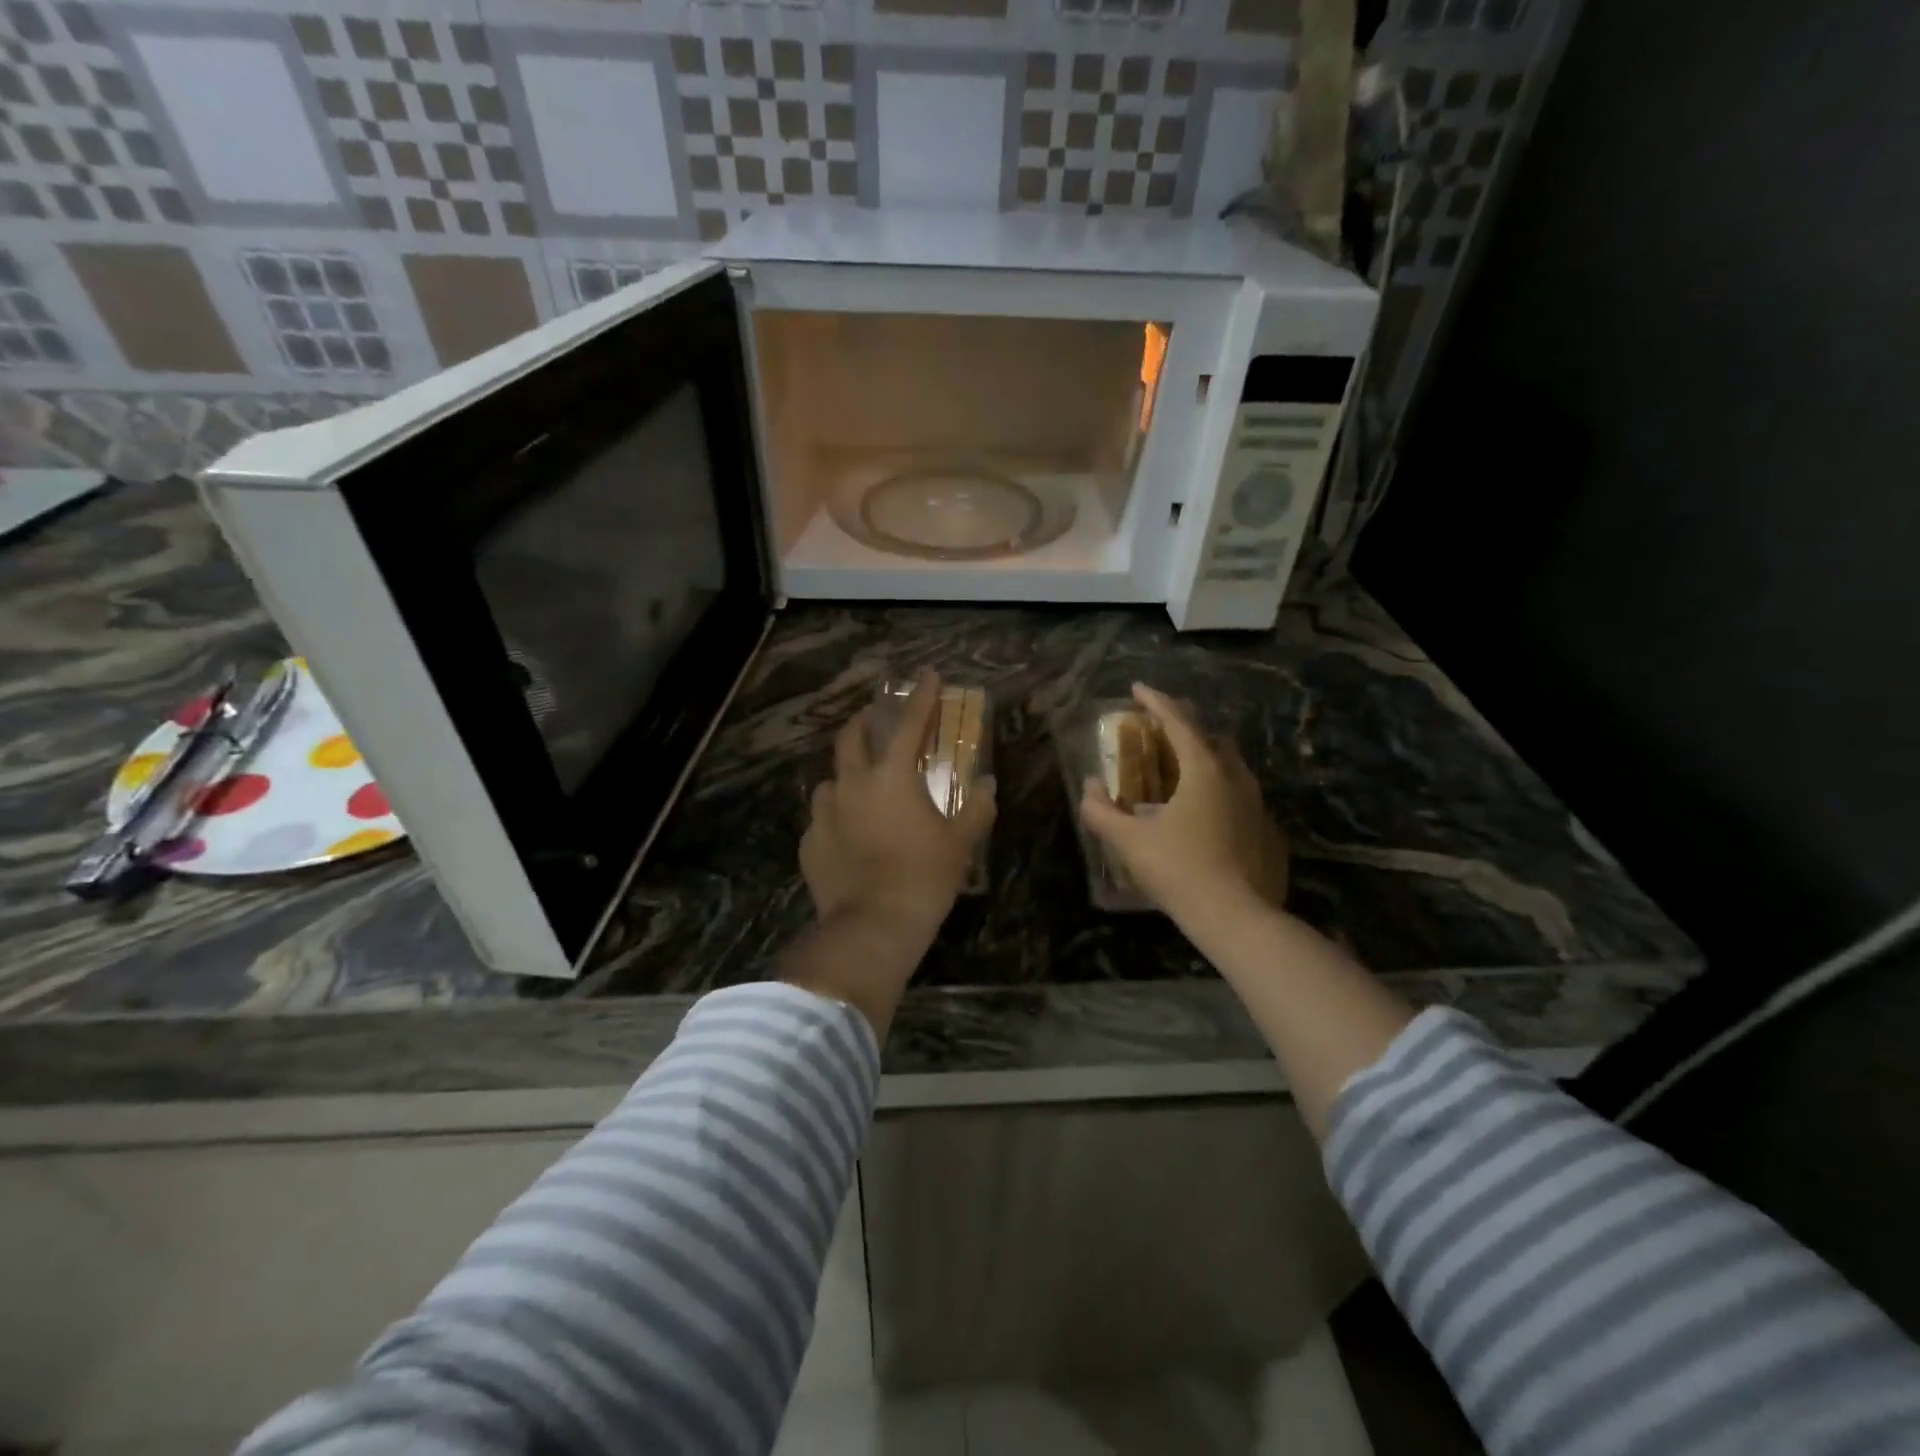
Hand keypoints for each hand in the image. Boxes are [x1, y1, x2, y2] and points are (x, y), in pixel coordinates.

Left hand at [801, 671, 996, 941]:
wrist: (872, 926)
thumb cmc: (924, 878)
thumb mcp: (960, 843)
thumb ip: (977, 809)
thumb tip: (988, 786)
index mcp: (891, 776)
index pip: (909, 724)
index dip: (921, 697)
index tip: (928, 675)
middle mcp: (852, 785)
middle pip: (851, 737)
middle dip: (866, 721)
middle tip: (879, 720)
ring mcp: (824, 814)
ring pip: (832, 780)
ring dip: (848, 774)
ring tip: (862, 787)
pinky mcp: (810, 843)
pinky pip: (823, 819)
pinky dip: (837, 817)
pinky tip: (848, 834)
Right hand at [1079, 683, 1289, 929]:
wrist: (1237, 918)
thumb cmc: (1179, 870)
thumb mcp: (1129, 841)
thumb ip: (1102, 811)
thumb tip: (1090, 788)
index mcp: (1204, 769)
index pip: (1177, 721)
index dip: (1155, 701)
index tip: (1137, 688)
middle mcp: (1236, 777)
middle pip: (1210, 737)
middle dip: (1183, 728)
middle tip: (1158, 734)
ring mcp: (1257, 803)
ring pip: (1230, 766)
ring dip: (1204, 758)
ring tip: (1180, 773)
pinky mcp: (1268, 830)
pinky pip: (1240, 795)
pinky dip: (1218, 790)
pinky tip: (1204, 815)